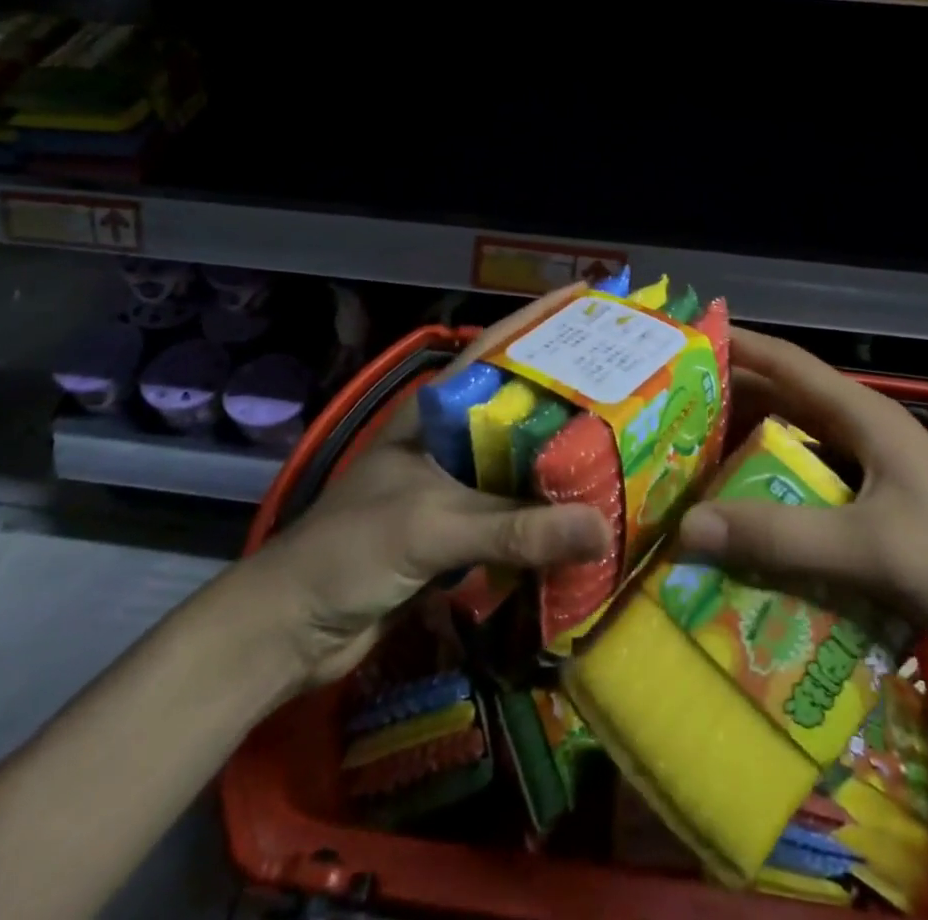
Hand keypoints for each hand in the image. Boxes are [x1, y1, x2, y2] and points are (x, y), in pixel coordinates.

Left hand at [254, 286, 611, 688]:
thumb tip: (604, 528)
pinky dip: (549, 514)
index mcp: (437, 412)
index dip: (542, 321)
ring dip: (565, 457)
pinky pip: (515, 514)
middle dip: (571, 392)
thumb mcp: (433, 526)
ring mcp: (454, 487)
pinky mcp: (459, 533)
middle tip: (634, 380)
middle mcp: (450, 440)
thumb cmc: (352, 550)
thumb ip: (515, 527)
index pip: (497, 350)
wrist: (293, 627)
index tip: (593, 300)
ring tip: (628, 443)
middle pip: (521, 407)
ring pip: (521, 462)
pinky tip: (589, 515)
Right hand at [677, 329, 927, 674]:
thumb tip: (686, 528)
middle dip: (727, 400)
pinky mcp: (877, 514)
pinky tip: (741, 517)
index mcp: (864, 416)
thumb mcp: (871, 550)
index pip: (787, 363)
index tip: (683, 340)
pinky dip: (771, 493)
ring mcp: (872, 474)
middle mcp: (863, 434)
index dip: (736, 345)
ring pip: (794, 446)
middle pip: (783, 401)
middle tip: (666, 411)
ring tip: (688, 460)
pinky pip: (807, 490)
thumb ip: (779, 537)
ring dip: (746, 448)